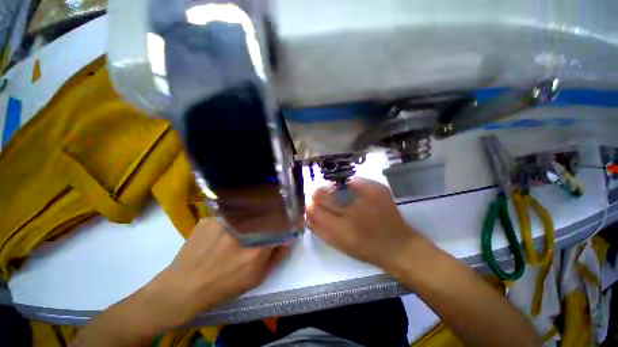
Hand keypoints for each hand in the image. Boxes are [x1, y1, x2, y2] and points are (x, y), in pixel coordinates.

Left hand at [133, 218, 289, 332]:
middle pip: (264, 215)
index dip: (283, 225)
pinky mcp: (210, 218)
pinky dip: (230, 223)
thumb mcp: (256, 277)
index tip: (283, 227)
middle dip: (267, 221)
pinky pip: (228, 216)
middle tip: (261, 230)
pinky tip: (222, 234)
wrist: (183, 287)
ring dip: (248, 221)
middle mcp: (243, 228)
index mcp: (258, 245)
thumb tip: (287, 239)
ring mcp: (224, 220)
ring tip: (238, 233)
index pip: (280, 225)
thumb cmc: (224, 285)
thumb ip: (276, 257)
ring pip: (246, 214)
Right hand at [306, 177, 423, 272]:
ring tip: (339, 197)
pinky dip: (348, 185)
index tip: (313, 205)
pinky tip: (353, 194)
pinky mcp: (377, 187)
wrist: (399, 245)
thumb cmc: (365, 248)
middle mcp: (351, 209)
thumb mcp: (338, 243)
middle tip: (323, 199)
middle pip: (321, 193)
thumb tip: (308, 210)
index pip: (313, 208)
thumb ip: (318, 227)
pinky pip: (353, 180)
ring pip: (335, 184)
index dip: (310, 205)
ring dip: (332, 190)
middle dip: (318, 195)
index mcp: (340, 228)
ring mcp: (365, 195)